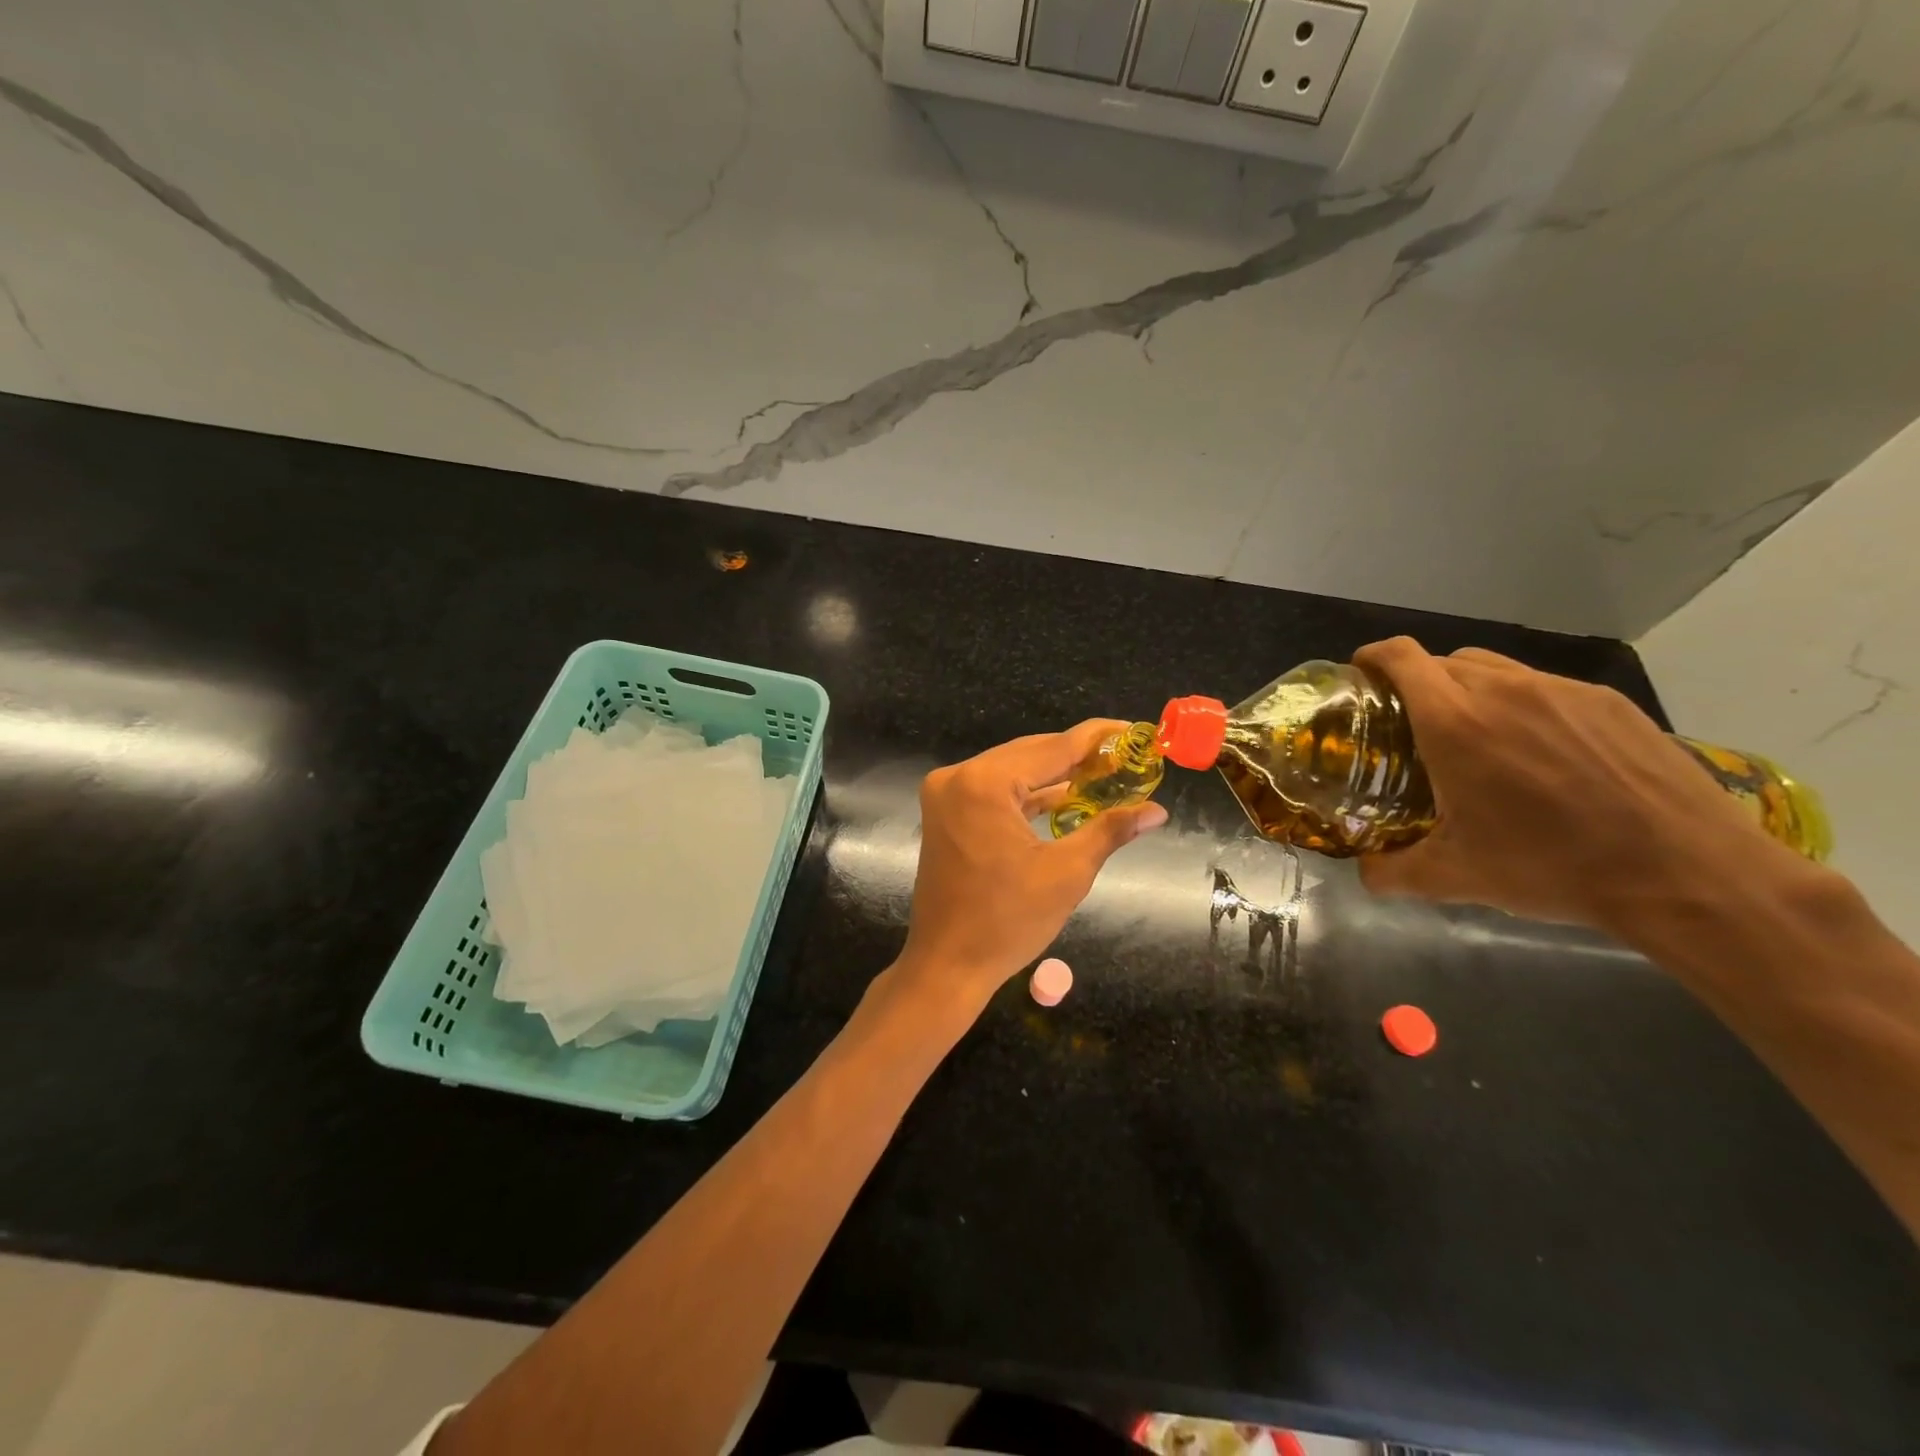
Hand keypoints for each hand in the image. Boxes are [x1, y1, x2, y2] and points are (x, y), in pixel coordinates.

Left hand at [896, 721, 1167, 1009]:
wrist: (946, 965)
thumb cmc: (1007, 922)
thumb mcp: (1067, 873)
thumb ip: (1110, 830)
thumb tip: (1156, 810)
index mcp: (984, 784)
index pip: (1053, 748)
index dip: (1097, 739)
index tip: (1134, 731)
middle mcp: (958, 777)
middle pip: (1030, 753)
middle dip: (1078, 756)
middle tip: (1125, 757)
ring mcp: (946, 794)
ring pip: (1012, 770)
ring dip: (1053, 774)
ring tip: (1103, 774)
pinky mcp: (945, 812)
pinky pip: (994, 791)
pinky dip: (1027, 794)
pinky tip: (1064, 796)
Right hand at [1352, 637, 1788, 929]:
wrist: (1688, 873)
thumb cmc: (1553, 868)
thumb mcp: (1456, 878)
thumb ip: (1391, 872)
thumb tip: (1364, 871)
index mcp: (1455, 723)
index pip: (1401, 657)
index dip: (1372, 656)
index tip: (1361, 675)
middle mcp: (1504, 691)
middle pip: (1443, 660)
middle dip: (1417, 681)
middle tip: (1412, 723)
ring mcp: (1563, 691)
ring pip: (1494, 668)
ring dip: (1468, 688)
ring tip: (1475, 734)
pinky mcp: (1609, 702)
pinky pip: (1544, 686)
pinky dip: (1521, 704)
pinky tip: (1540, 752)